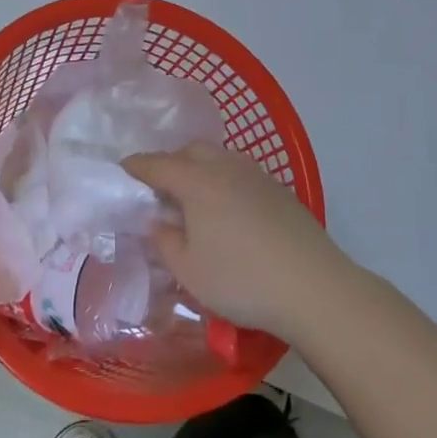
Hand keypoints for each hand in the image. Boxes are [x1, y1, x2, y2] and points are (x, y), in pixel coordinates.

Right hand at [122, 143, 346, 342]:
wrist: (313, 286)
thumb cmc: (241, 280)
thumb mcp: (189, 271)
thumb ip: (166, 241)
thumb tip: (157, 220)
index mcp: (196, 181)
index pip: (158, 165)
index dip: (138, 166)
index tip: (124, 168)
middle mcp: (225, 167)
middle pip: (191, 151)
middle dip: (171, 162)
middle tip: (160, 187)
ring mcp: (256, 175)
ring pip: (219, 157)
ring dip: (200, 168)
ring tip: (194, 197)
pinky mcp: (279, 189)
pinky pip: (240, 172)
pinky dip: (224, 179)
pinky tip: (228, 208)